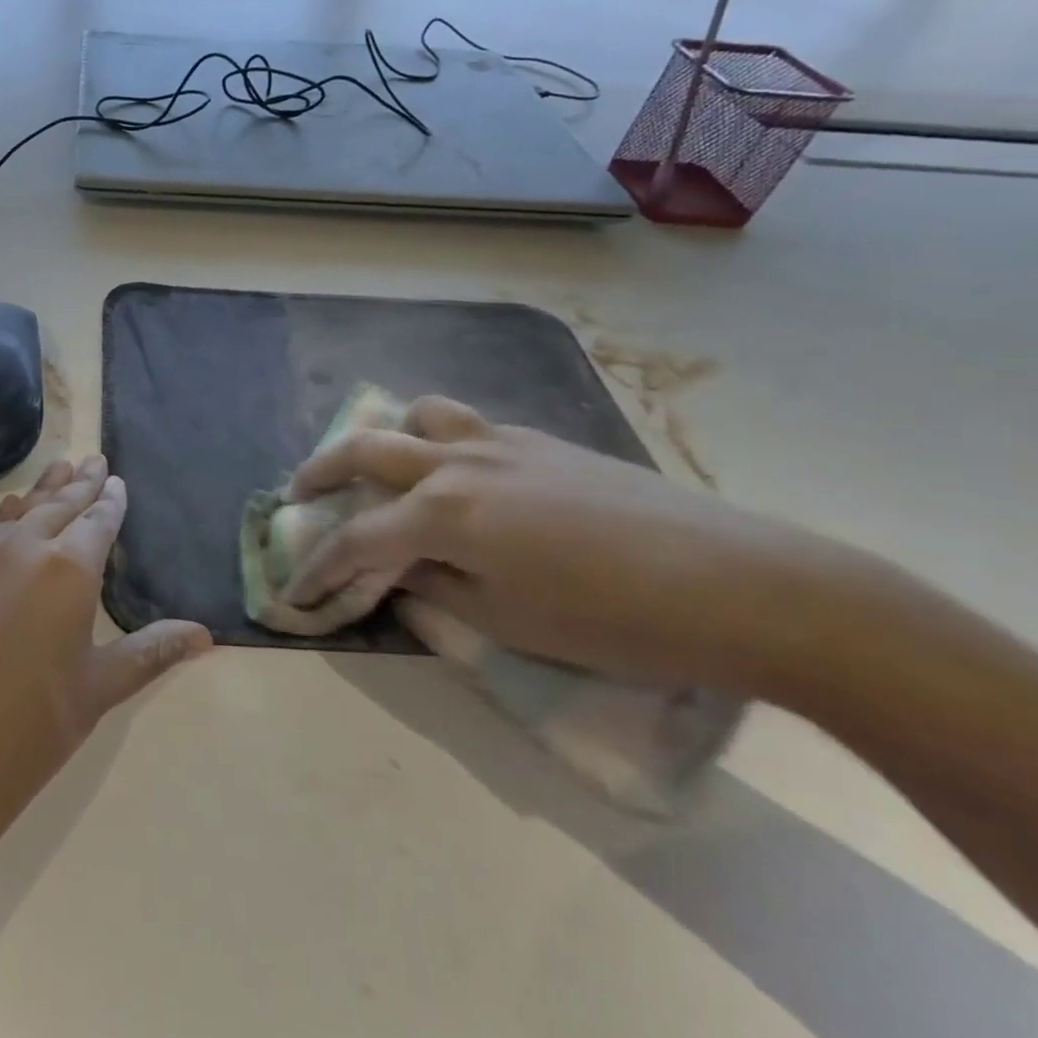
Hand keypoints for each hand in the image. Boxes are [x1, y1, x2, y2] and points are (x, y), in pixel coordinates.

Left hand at [0, 456, 210, 886]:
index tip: (116, 480)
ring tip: (59, 469)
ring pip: (19, 510)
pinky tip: (10, 512)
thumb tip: (204, 635)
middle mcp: (24, 548)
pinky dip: (5, 516)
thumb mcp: (99, 689)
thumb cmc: (30, 729)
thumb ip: (151, 651)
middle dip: (80, 483)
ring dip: (42, 490)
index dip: (110, 501)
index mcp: (69, 570)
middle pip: (59, 504)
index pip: (98, 521)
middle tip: (93, 459)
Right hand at [287, 397, 826, 691]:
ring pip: (421, 415)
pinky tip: (462, 474)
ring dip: (387, 436)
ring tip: (382, 464)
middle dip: (320, 471)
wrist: (745, 585)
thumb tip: (403, 571)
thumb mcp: (510, 622)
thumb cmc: (616, 621)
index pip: (356, 538)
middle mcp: (458, 462)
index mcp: (443, 511)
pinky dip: (442, 441)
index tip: (293, 592)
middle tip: (297, 492)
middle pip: (366, 449)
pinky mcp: (544, 442)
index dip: (318, 567)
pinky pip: (471, 426)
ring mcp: (502, 443)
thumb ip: (439, 589)